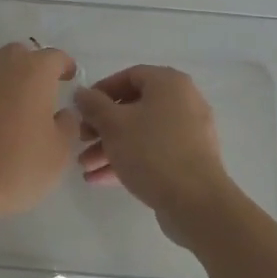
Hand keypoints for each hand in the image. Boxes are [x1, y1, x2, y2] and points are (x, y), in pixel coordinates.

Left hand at [0, 42, 80, 226]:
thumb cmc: (18, 164)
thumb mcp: (59, 151)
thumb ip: (67, 125)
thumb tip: (62, 114)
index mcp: (33, 72)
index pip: (54, 57)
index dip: (65, 66)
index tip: (70, 78)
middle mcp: (2, 69)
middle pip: (20, 54)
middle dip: (34, 65)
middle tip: (45, 89)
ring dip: (11, 81)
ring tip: (23, 108)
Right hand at [72, 65, 235, 236]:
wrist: (195, 201)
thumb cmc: (151, 151)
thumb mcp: (113, 125)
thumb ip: (93, 105)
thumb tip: (81, 93)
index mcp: (169, 84)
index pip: (129, 76)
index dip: (101, 91)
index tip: (81, 110)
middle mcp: (183, 102)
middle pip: (134, 107)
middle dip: (102, 126)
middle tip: (81, 140)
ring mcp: (189, 133)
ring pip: (141, 133)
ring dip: (110, 147)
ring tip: (86, 167)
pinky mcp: (189, 160)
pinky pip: (153, 152)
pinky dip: (128, 160)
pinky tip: (100, 179)